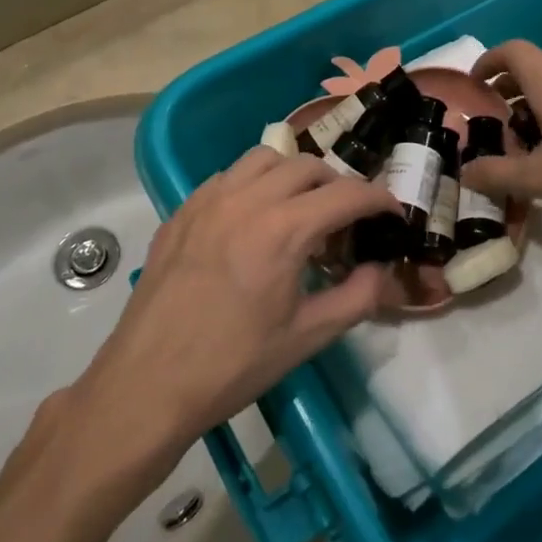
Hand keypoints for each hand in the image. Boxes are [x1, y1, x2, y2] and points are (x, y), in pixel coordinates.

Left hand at [75, 148, 398, 481]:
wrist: (148, 383)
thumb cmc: (233, 365)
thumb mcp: (307, 337)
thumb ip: (358, 297)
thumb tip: (383, 270)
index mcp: (283, 230)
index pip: (346, 194)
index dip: (378, 199)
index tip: (393, 212)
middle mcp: (246, 200)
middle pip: (307, 165)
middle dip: (338, 184)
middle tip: (347, 218)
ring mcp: (208, 201)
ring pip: (263, 158)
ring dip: (293, 174)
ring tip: (300, 208)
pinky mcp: (182, 211)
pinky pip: (226, 177)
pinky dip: (252, 184)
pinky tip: (252, 219)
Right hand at [461, 40, 541, 229]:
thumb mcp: (540, 178)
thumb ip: (498, 174)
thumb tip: (466, 174)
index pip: (513, 51)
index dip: (489, 61)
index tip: (475, 84)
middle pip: (536, 72)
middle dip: (511, 94)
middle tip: (498, 126)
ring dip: (539, 111)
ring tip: (533, 150)